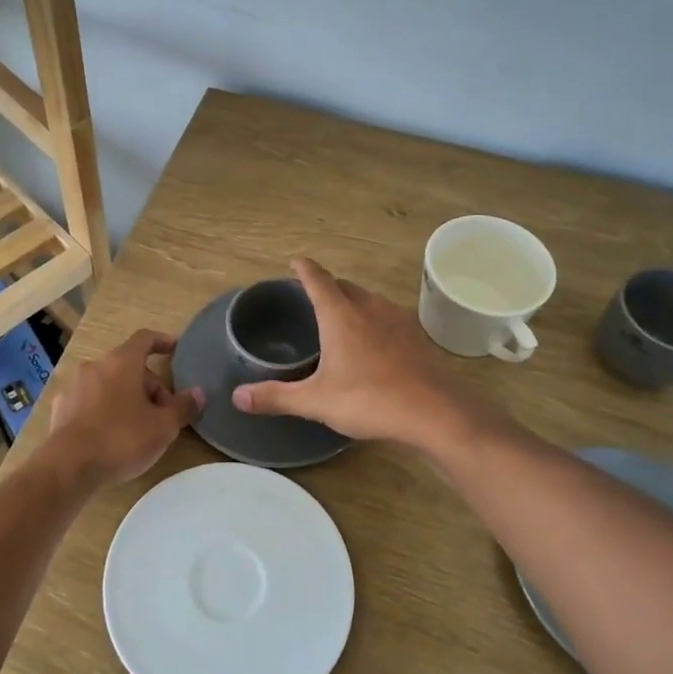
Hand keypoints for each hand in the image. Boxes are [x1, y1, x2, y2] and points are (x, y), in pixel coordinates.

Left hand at [42, 329, 204, 488]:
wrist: (68, 467)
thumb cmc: (121, 439)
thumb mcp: (162, 427)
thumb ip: (182, 407)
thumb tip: (198, 393)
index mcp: (121, 362)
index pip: (144, 339)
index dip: (162, 341)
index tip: (174, 348)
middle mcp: (95, 366)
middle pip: (128, 366)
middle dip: (148, 385)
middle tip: (163, 413)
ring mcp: (74, 386)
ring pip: (108, 384)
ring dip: (126, 397)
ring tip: (137, 427)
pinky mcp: (61, 408)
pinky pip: (90, 401)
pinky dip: (104, 410)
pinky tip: (110, 436)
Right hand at [232, 258, 493, 449]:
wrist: (436, 412)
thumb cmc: (370, 400)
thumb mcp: (316, 401)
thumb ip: (276, 397)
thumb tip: (237, 396)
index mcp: (341, 315)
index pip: (318, 280)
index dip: (305, 269)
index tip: (296, 261)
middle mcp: (369, 308)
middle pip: (345, 286)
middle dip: (329, 286)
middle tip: (313, 298)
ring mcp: (398, 320)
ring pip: (370, 300)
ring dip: (354, 303)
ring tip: (342, 319)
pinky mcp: (417, 337)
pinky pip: (389, 318)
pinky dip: (375, 321)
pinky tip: (374, 344)